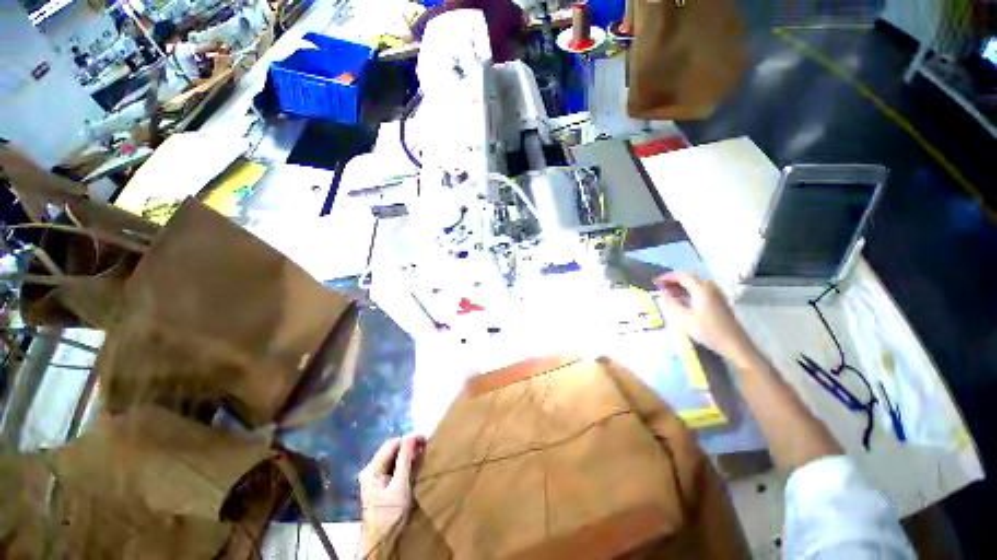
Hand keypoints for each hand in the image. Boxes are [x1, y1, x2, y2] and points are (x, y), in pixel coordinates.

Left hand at [357, 435, 425, 557]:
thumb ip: (405, 459)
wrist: (380, 540)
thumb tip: (412, 437)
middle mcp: (370, 470)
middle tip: (424, 445)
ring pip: (391, 458)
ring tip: (421, 452)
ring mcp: (373, 478)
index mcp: (372, 469)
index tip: (424, 438)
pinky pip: (391, 467)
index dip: (408, 439)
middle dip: (407, 445)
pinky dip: (402, 463)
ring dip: (406, 453)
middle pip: (390, 450)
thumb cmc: (391, 513)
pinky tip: (412, 464)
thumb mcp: (401, 484)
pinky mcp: (378, 486)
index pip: (391, 444)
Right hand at [654, 271, 758, 367]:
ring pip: (696, 283)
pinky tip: (684, 299)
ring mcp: (717, 294)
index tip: (656, 281)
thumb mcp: (684, 319)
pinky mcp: (720, 301)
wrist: (735, 344)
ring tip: (670, 292)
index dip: (668, 277)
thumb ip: (672, 303)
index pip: (682, 276)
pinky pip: (702, 289)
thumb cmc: (708, 331)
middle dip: (674, 280)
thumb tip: (664, 292)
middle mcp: (710, 288)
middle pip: (690, 277)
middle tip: (661, 286)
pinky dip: (690, 290)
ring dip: (682, 285)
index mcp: (702, 289)